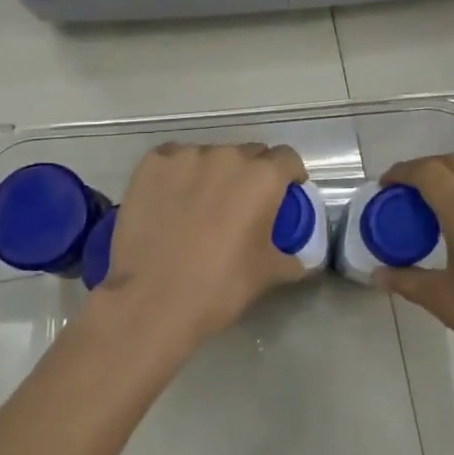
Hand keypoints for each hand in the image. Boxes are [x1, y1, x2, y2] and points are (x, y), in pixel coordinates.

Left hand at [91, 141, 308, 348]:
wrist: (152, 300)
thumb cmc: (219, 286)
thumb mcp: (267, 274)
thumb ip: (291, 257)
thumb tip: (301, 259)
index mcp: (262, 177)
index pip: (287, 158)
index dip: (289, 174)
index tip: (284, 192)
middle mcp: (227, 156)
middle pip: (248, 154)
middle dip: (251, 174)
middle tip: (241, 204)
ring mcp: (187, 156)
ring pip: (210, 156)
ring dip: (213, 173)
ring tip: (201, 205)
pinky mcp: (153, 162)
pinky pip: (175, 160)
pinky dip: (179, 174)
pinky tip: (171, 201)